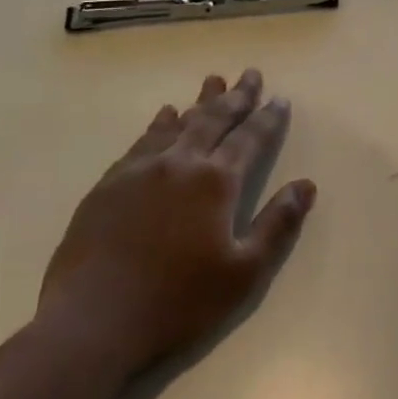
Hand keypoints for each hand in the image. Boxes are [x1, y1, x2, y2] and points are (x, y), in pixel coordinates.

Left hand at [36, 69, 315, 380]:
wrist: (91, 324)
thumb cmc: (178, 302)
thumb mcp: (244, 272)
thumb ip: (278, 224)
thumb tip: (306, 185)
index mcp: (216, 183)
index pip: (250, 139)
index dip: (268, 118)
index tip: (280, 99)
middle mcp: (179, 165)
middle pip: (213, 120)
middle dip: (236, 97)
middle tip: (250, 74)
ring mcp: (138, 172)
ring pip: (177, 124)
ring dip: (199, 103)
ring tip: (212, 82)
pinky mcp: (108, 186)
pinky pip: (141, 142)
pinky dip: (158, 125)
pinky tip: (163, 117)